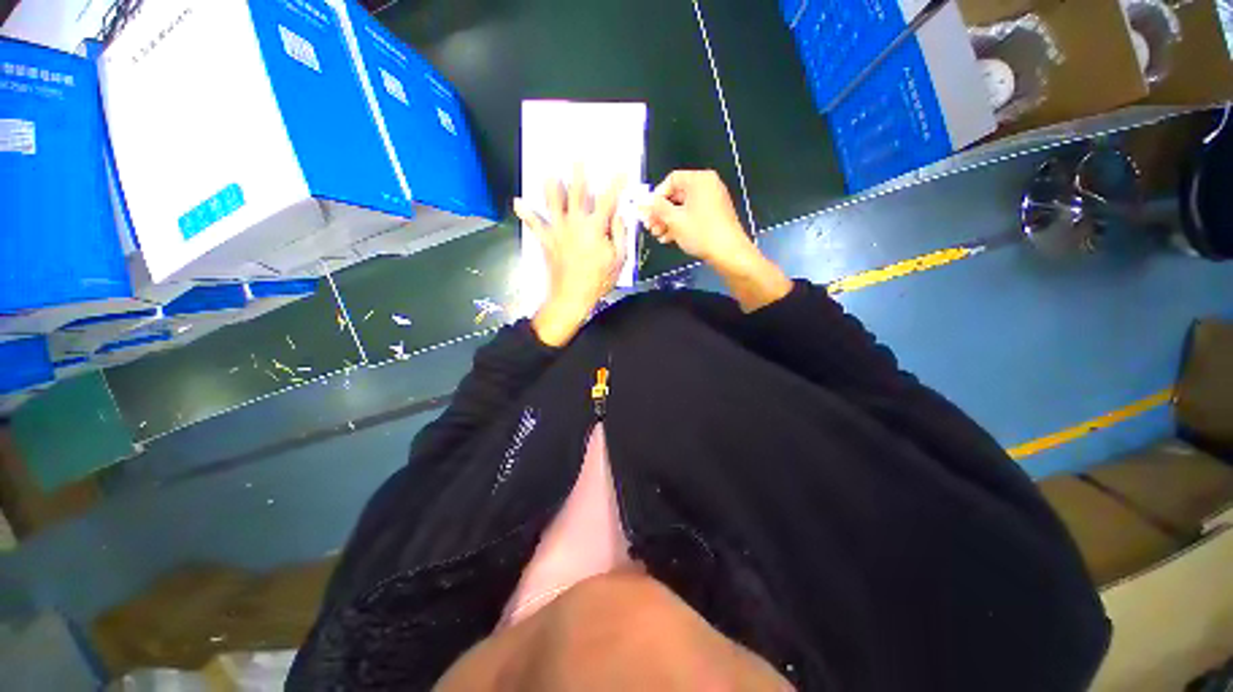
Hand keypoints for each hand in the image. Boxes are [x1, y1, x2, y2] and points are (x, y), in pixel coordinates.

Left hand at [515, 169, 627, 346]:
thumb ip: (620, 233)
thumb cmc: (598, 280)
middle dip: (579, 174)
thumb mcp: (619, 258)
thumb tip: (619, 215)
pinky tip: (517, 202)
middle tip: (578, 158)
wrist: (570, 298)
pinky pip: (534, 224)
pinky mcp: (546, 240)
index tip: (621, 170)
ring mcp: (558, 231)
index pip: (608, 200)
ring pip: (553, 203)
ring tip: (548, 172)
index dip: (615, 184)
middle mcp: (575, 224)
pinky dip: (526, 213)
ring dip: (551, 187)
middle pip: (577, 193)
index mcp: (595, 227)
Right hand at [647, 170, 790, 311]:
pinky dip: (682, 222)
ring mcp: (714, 199)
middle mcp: (708, 185)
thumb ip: (655, 207)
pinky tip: (669, 237)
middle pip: (677, 194)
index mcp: (700, 180)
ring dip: (669, 219)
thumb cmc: (702, 232)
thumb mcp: (674, 219)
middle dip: (661, 211)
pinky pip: (694, 213)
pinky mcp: (716, 213)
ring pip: (684, 206)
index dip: (656, 195)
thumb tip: (642, 202)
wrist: (730, 254)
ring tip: (658, 234)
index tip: (648, 210)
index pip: (671, 180)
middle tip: (650, 225)